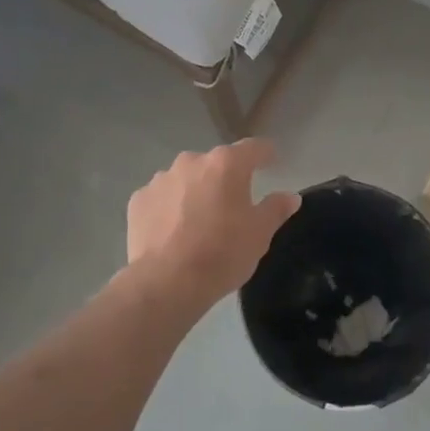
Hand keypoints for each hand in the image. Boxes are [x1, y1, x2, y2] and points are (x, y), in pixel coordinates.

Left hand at [125, 140, 301, 306]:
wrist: (166, 282)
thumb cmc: (222, 253)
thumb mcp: (259, 234)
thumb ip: (275, 209)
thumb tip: (290, 196)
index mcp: (226, 164)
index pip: (253, 148)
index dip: (265, 154)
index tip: (271, 161)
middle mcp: (192, 161)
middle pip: (216, 164)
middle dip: (225, 179)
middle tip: (232, 205)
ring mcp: (161, 179)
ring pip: (186, 179)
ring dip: (195, 192)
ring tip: (199, 222)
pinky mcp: (139, 200)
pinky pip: (161, 198)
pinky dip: (169, 208)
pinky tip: (173, 232)